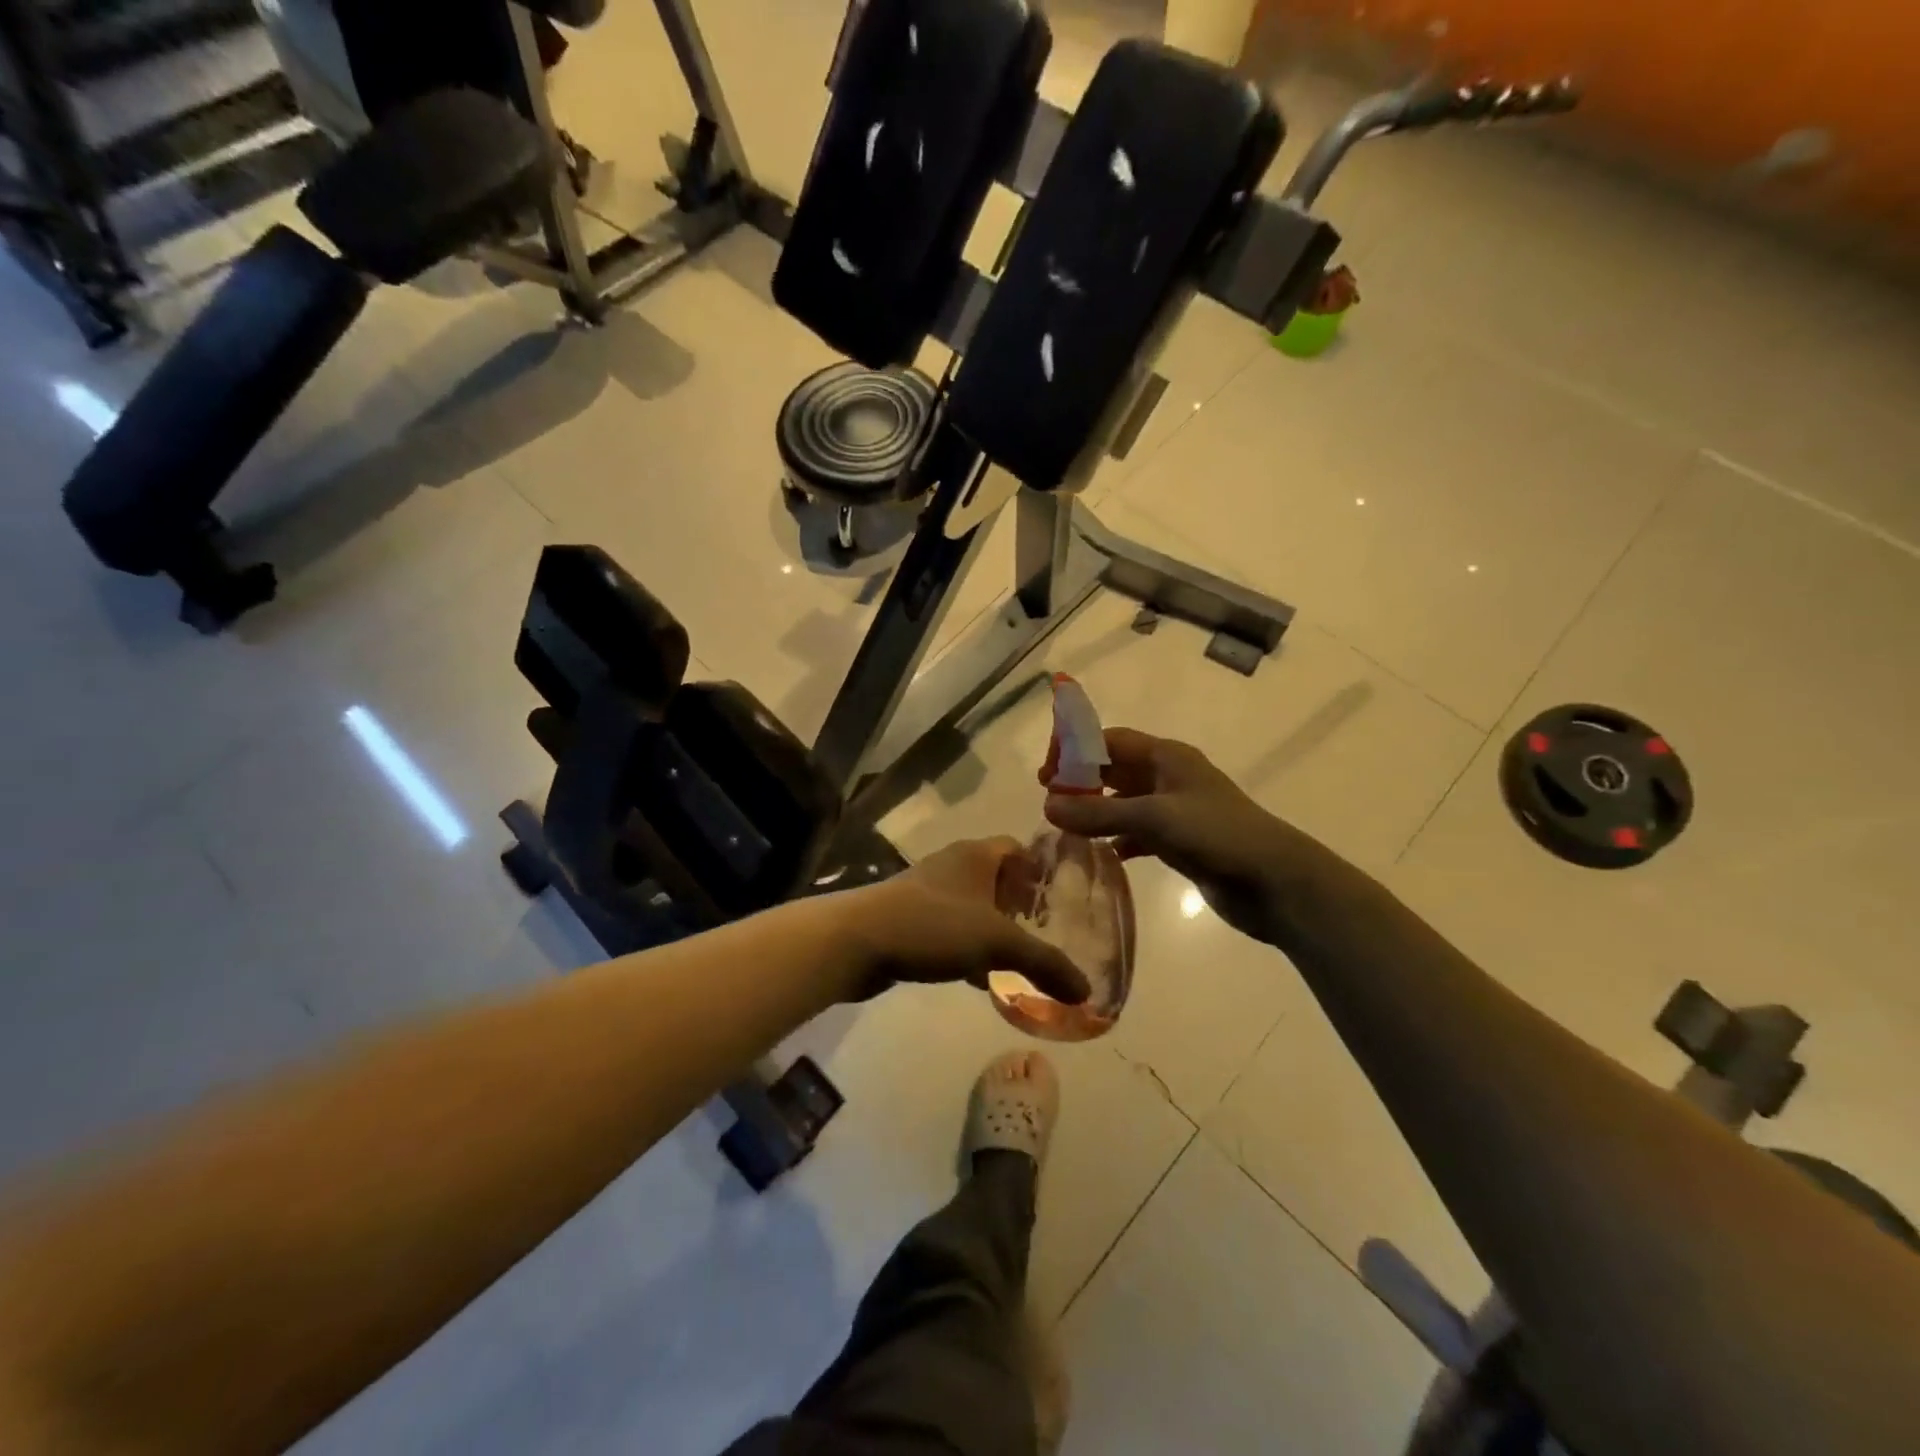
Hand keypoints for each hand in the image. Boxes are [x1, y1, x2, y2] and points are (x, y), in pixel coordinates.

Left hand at [840, 838, 1088, 1003]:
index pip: (1018, 847)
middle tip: (1049, 932)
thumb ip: (1044, 964)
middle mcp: (953, 865)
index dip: (1042, 868)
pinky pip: (951, 929)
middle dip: (1021, 904)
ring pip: (973, 906)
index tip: (1064, 898)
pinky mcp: (910, 919)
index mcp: (976, 854)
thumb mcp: (997, 942)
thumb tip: (1086, 992)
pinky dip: (969, 948)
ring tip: (1021, 958)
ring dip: (995, 928)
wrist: (858, 940)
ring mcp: (928, 892)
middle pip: (997, 878)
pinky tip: (981, 978)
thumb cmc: (933, 925)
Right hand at [1040, 728, 1301, 944]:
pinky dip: (1118, 839)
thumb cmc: (1216, 835)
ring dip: (1097, 812)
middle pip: (1115, 769)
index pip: (1111, 740)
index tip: (1047, 774)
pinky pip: (1139, 833)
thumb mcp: (1153, 818)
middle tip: (1049, 802)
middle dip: (1082, 781)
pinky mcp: (1181, 841)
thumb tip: (1046, 806)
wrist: (1276, 882)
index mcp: (1166, 757)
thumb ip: (1098, 813)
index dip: (1076, 750)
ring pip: (1125, 802)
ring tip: (1065, 828)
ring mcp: (1176, 810)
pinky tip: (1101, 854)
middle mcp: (1169, 777)